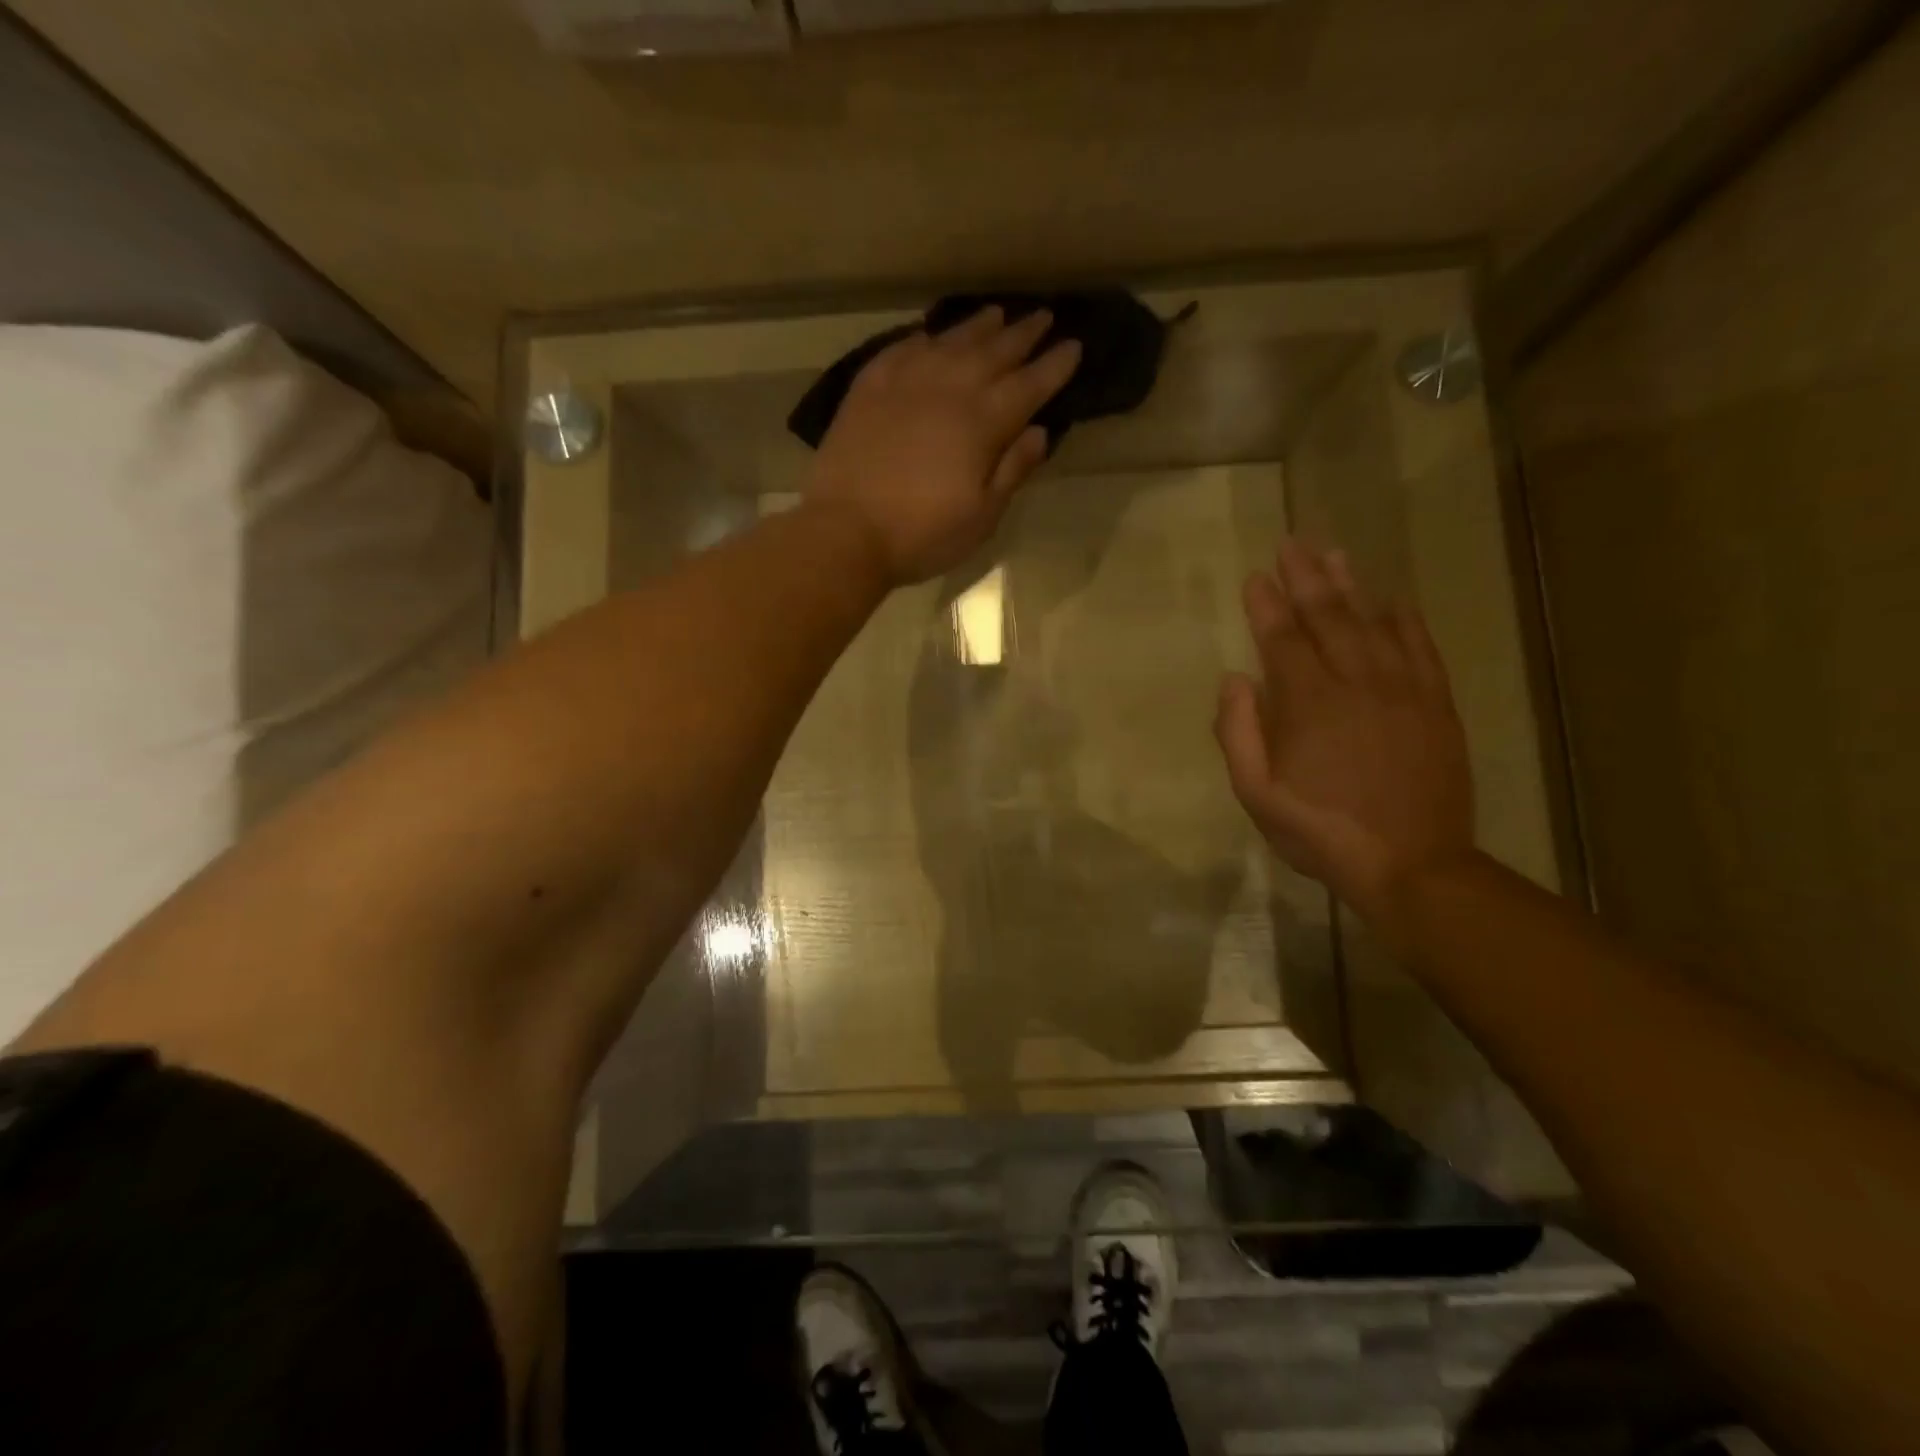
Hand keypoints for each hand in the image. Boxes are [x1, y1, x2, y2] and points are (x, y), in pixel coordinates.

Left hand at [805, 306, 1082, 584]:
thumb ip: (1012, 470)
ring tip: (996, 314)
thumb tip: (1039, 432)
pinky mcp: (869, 387)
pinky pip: (902, 349)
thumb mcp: (981, 517)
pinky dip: (923, 339)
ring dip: (978, 326)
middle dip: (1024, 334)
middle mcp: (949, 388)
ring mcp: (906, 382)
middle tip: (1043, 317)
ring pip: (950, 341)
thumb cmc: (922, 534)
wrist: (846, 531)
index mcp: (983, 422)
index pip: (1030, 384)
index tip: (1074, 346)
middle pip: (994, 351)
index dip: (1055, 365)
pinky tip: (930, 336)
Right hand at [1214, 537, 1476, 924]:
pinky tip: (1394, 600)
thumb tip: (1234, 680)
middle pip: (1328, 617)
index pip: (1282, 639)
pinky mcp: (1435, 706)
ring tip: (1333, 554)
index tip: (1256, 576)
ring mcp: (1402, 691)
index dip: (1266, 605)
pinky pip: (1421, 649)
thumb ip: (1238, 733)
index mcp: (1308, 704)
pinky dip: (1405, 621)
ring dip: (1351, 586)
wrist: (1412, 865)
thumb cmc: (1320, 831)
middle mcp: (1356, 683)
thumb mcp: (1257, 794)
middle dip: (1306, 578)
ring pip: (1374, 623)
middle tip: (1292, 543)